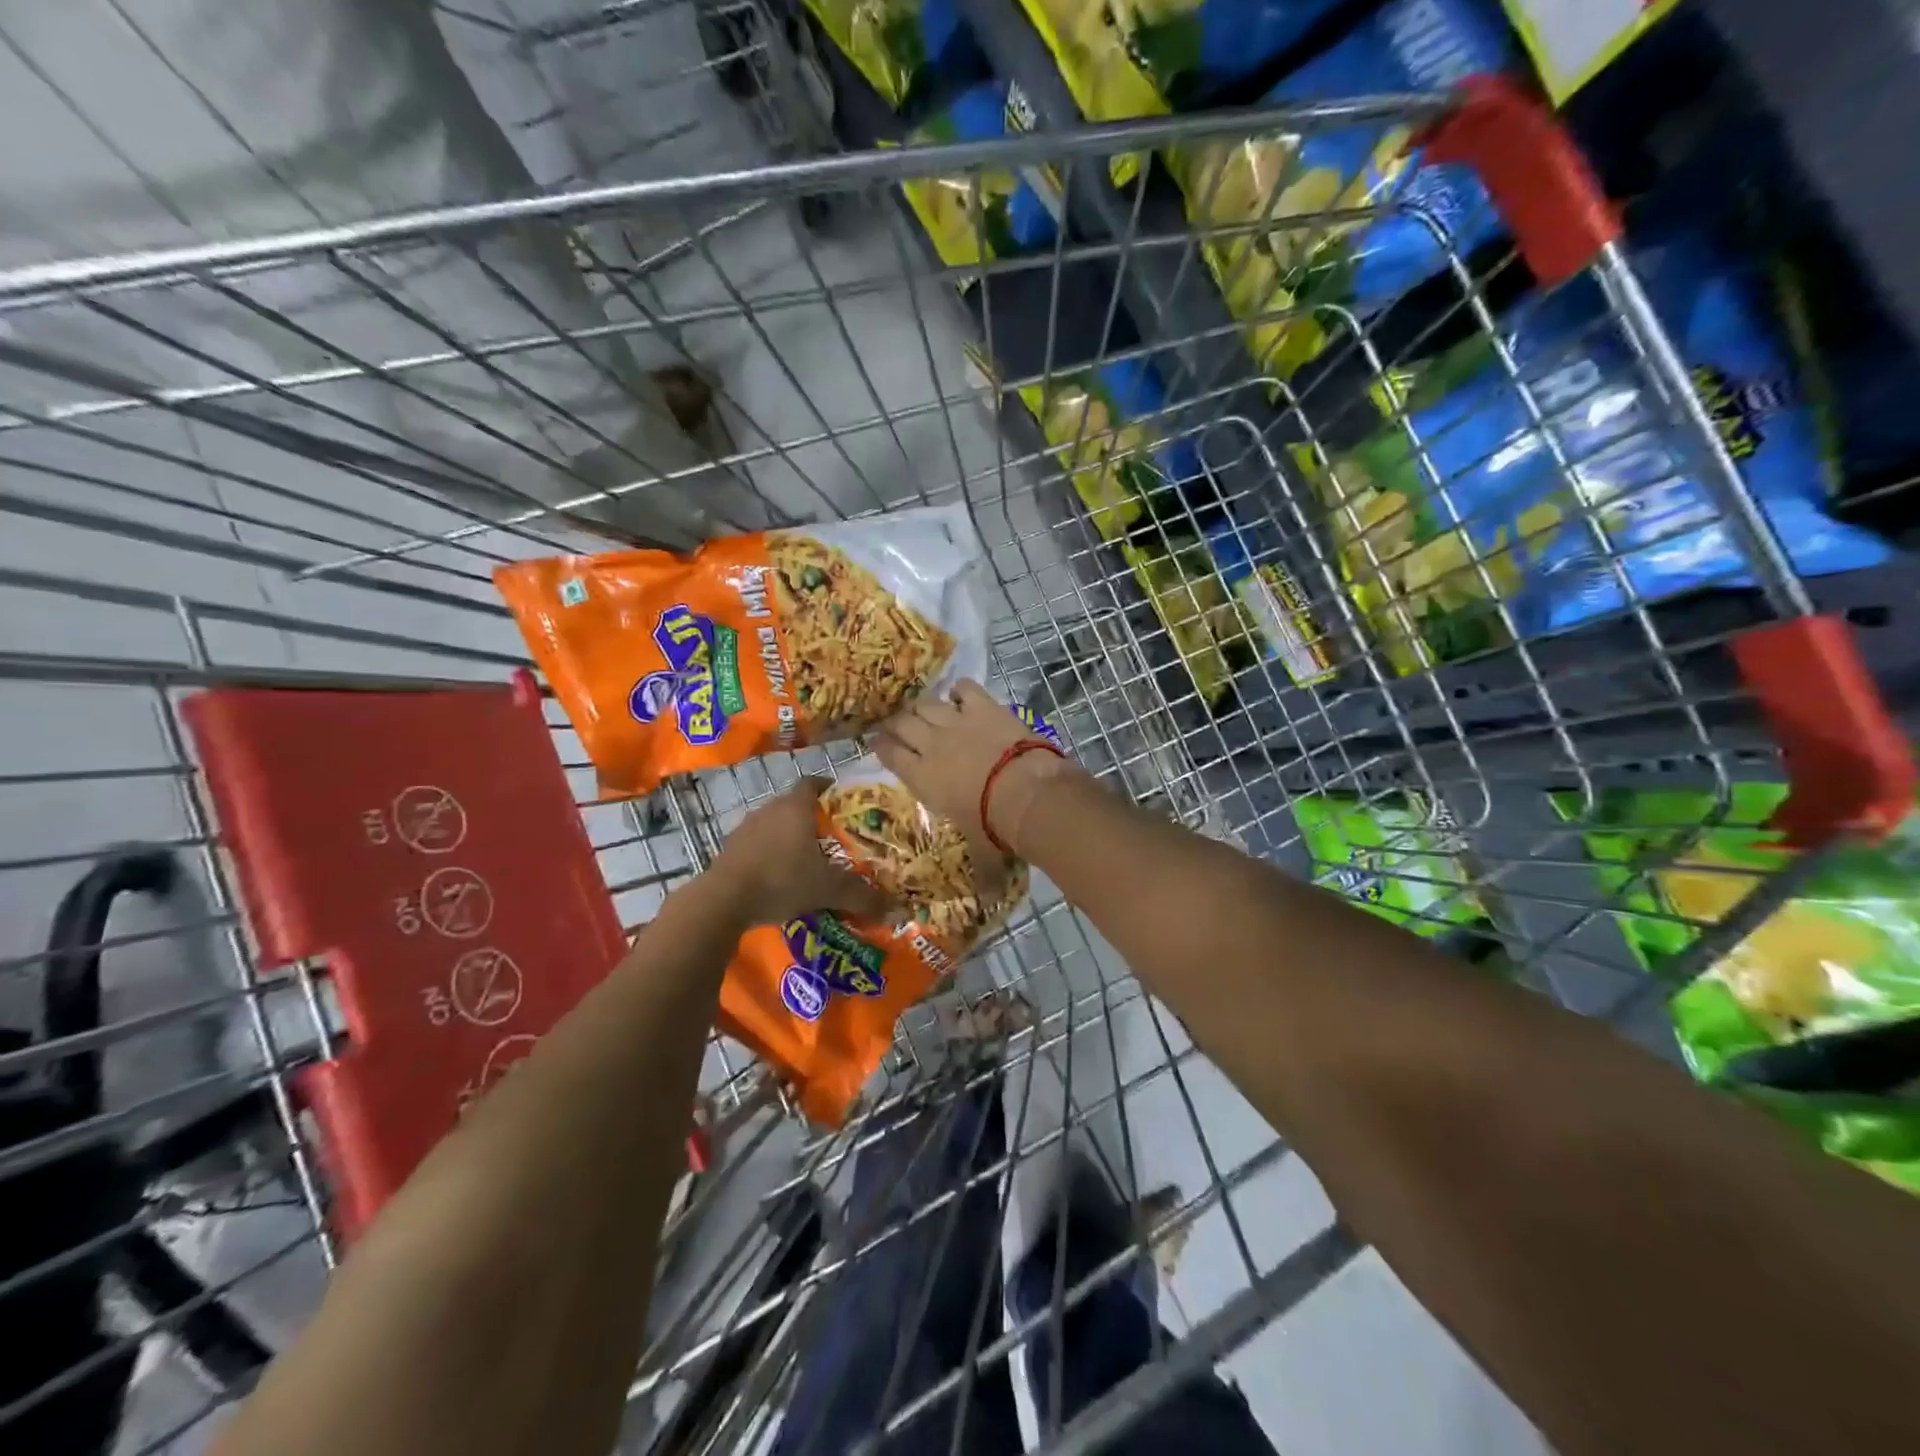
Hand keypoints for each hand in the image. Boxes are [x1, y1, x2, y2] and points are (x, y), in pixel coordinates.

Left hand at [715, 779, 892, 925]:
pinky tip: (778, 875)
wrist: (724, 899)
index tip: (841, 800)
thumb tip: (897, 910)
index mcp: (796, 807)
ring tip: (806, 857)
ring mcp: (746, 827)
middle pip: (794, 804)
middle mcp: (770, 809)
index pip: (813, 783)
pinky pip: (757, 843)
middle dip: (812, 817)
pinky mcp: (730, 848)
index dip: (828, 788)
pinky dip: (770, 852)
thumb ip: (862, 896)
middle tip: (832, 836)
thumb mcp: (829, 889)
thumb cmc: (783, 879)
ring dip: (789, 835)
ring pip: (774, 823)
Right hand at [874, 680, 1083, 859]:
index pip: (889, 754)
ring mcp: (956, 721)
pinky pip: (963, 688)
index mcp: (921, 777)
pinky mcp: (983, 706)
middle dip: (896, 722)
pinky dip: (960, 691)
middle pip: (902, 722)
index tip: (878, 742)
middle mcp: (931, 744)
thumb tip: (985, 904)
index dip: (881, 745)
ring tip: (925, 709)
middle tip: (898, 724)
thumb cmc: (994, 826)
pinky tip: (962, 696)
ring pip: (926, 703)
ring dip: (923, 705)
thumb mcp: (982, 853)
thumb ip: (981, 876)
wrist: (1025, 792)